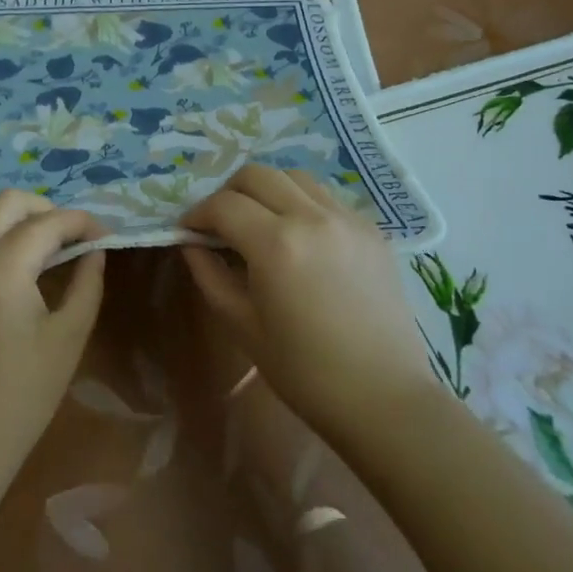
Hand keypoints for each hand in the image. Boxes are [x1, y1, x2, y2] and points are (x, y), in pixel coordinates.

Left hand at [0, 191, 105, 497]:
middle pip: (7, 202)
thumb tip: (95, 250)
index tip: (104, 234)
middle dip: (45, 208)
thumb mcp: (68, 338)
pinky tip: (5, 263)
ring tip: (41, 246)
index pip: (48, 223)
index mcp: (2, 268)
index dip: (81, 222)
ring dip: (13, 219)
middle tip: (71, 236)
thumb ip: (87, 283)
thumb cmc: (21, 396)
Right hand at [182, 164, 432, 436]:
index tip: (188, 230)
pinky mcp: (371, 229)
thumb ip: (209, 274)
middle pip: (257, 174)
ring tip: (260, 222)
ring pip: (294, 176)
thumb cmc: (304, 371)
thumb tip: (191, 242)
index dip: (198, 213)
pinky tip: (299, 236)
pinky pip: (326, 197)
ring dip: (267, 190)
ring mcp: (347, 218)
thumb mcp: (241, 324)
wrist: (384, 397)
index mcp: (276, 244)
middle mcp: (312, 217)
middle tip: (221, 223)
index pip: (223, 204)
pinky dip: (301, 203)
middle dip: (229, 192)